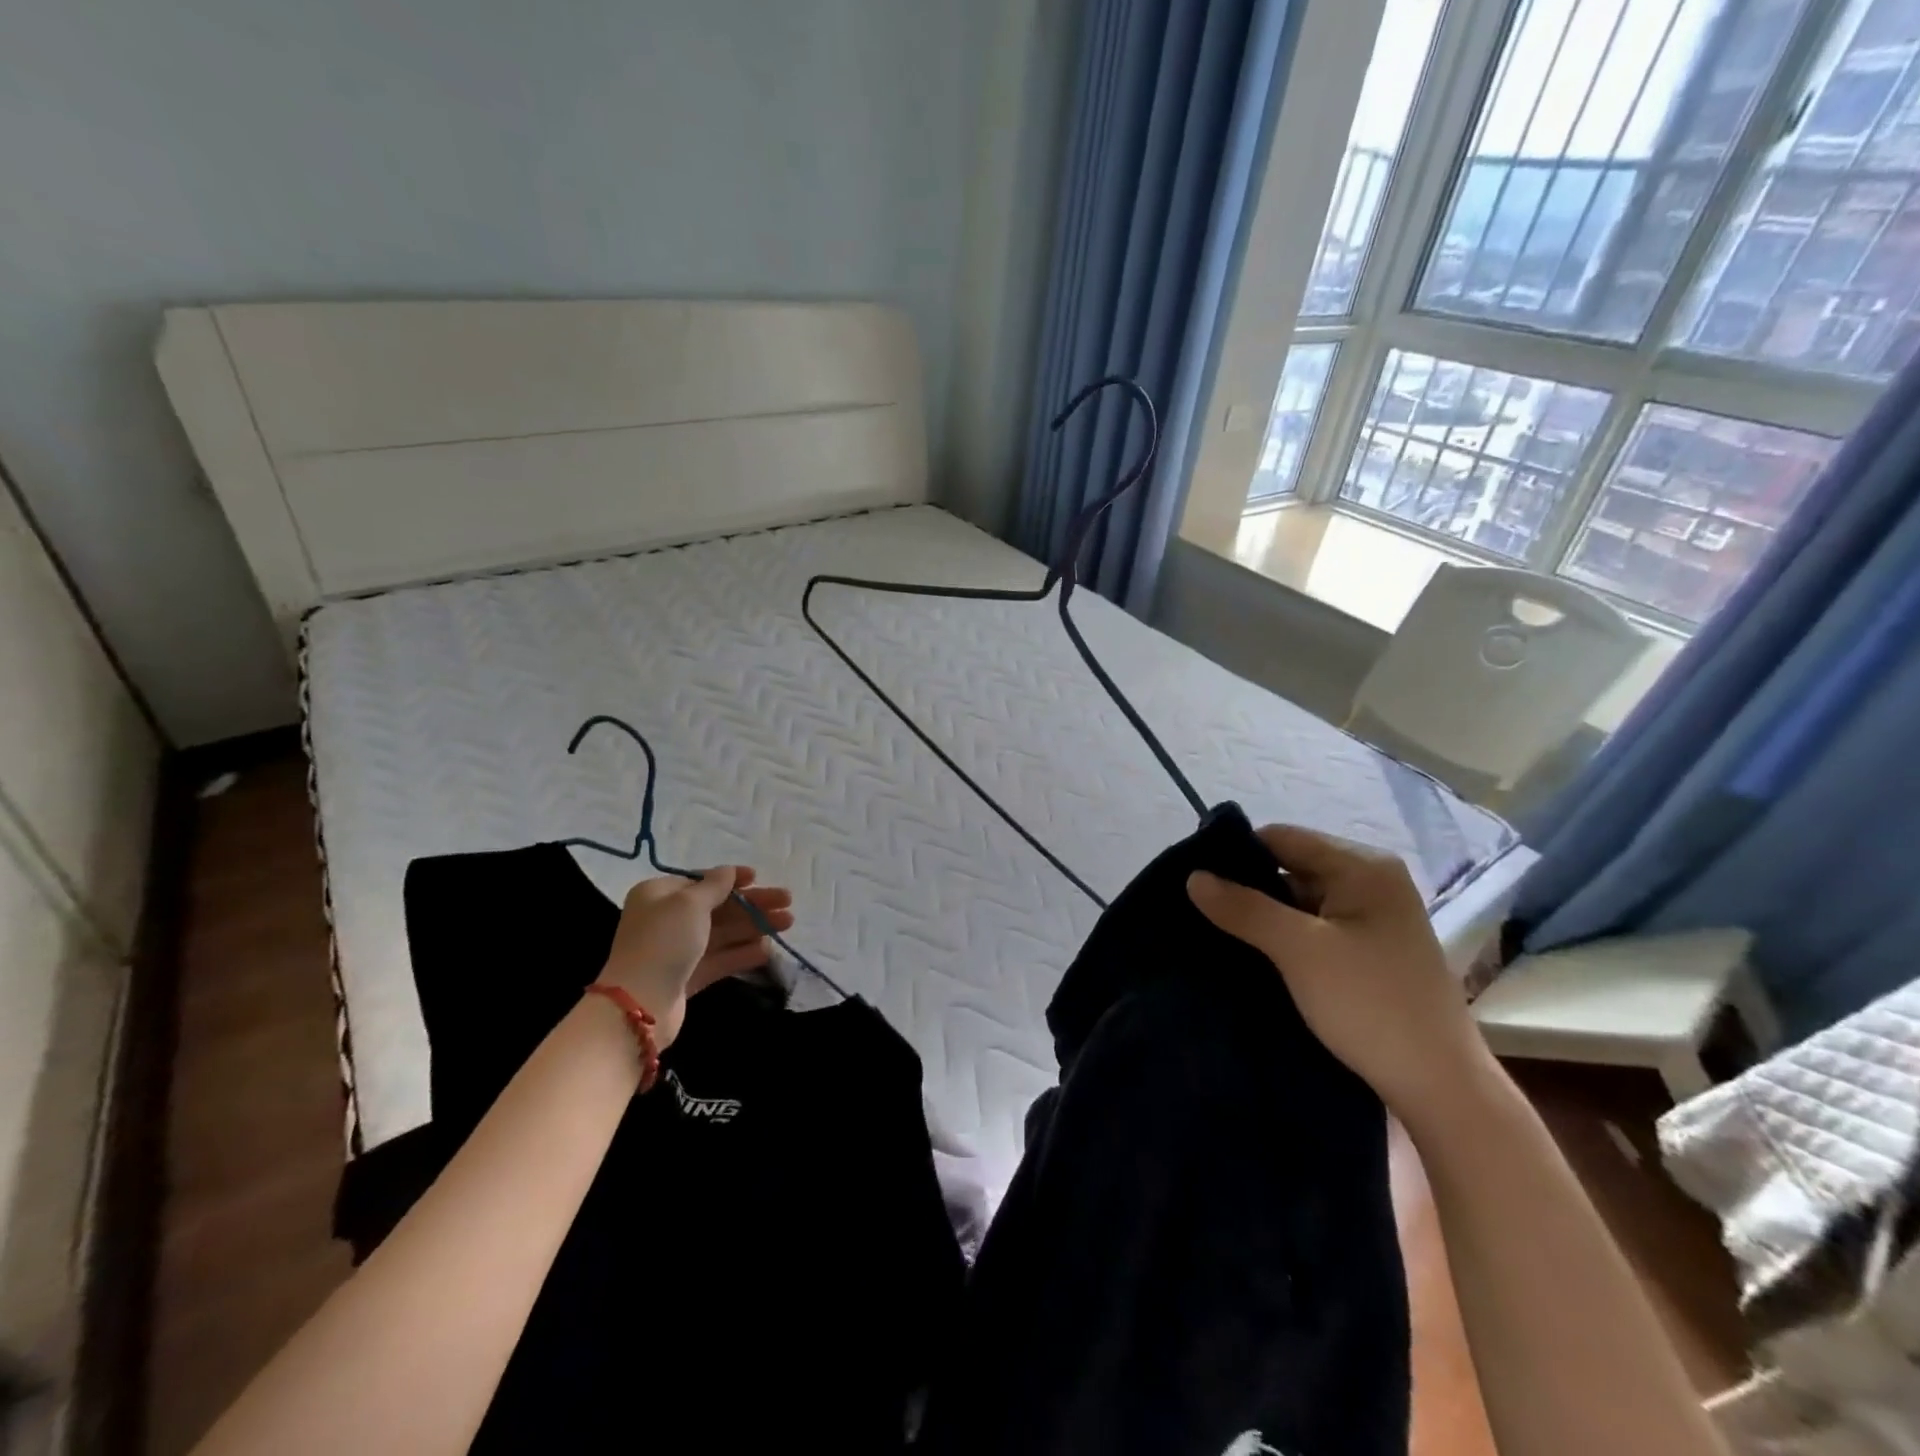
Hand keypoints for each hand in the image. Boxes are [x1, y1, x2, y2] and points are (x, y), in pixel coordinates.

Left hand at [599, 867, 794, 1048]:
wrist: (639, 1004)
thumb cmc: (664, 941)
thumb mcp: (690, 904)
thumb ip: (714, 885)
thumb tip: (728, 871)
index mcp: (659, 895)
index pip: (700, 881)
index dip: (730, 879)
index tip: (758, 877)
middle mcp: (666, 919)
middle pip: (717, 907)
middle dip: (752, 904)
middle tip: (787, 902)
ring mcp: (677, 950)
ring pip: (723, 933)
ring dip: (754, 926)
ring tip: (787, 923)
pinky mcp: (687, 977)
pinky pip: (720, 959)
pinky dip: (742, 953)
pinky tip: (767, 950)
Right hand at [1186, 825, 1488, 1116]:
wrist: (1440, 1087)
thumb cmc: (1370, 1005)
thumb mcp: (1299, 950)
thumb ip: (1245, 908)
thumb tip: (1192, 876)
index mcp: (1363, 867)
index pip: (1282, 838)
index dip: (1237, 854)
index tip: (1195, 879)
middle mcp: (1372, 882)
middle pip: (1291, 867)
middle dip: (1248, 888)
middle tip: (1202, 911)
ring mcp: (1374, 918)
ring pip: (1301, 901)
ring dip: (1264, 916)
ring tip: (1220, 934)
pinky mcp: (1371, 951)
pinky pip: (1315, 928)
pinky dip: (1285, 937)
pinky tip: (1255, 955)